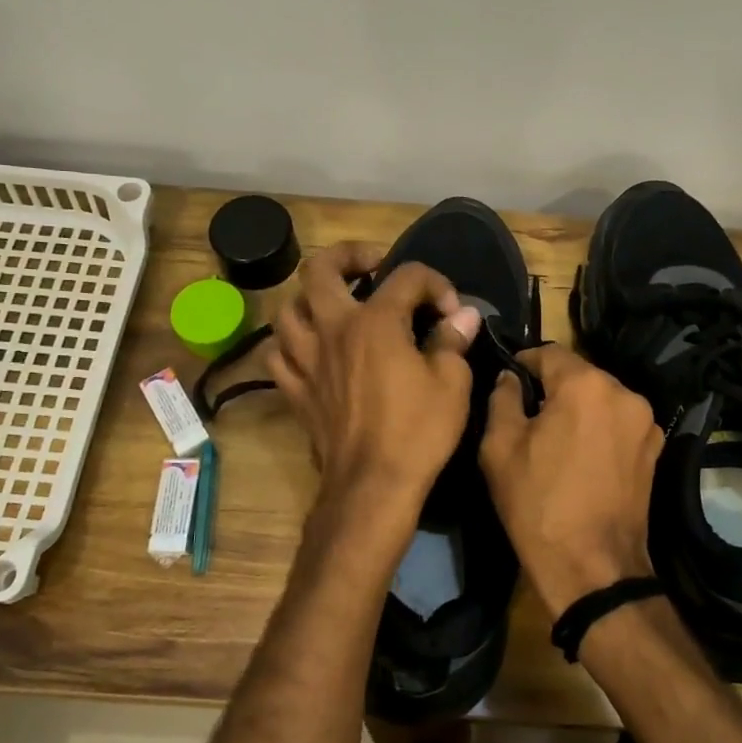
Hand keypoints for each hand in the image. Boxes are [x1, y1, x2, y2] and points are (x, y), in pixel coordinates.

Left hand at [267, 241, 481, 511]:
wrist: (373, 486)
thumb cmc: (418, 432)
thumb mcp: (451, 383)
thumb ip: (452, 340)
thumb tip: (462, 315)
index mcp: (375, 321)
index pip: (406, 276)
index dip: (435, 284)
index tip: (451, 311)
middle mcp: (333, 329)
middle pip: (320, 269)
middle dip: (348, 256)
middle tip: (372, 266)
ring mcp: (307, 359)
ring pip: (289, 309)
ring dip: (312, 299)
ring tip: (337, 307)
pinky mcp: (295, 390)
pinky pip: (279, 353)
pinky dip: (293, 343)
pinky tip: (312, 350)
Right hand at [479, 345, 663, 620]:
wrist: (593, 567)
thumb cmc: (538, 503)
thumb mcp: (500, 448)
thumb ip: (501, 399)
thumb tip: (510, 378)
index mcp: (586, 385)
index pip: (549, 352)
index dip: (523, 363)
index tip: (507, 382)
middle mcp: (624, 393)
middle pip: (580, 374)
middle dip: (553, 388)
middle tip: (527, 415)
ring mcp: (646, 423)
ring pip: (601, 399)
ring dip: (578, 408)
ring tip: (555, 439)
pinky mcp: (655, 451)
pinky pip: (619, 423)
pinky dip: (599, 429)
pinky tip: (582, 457)